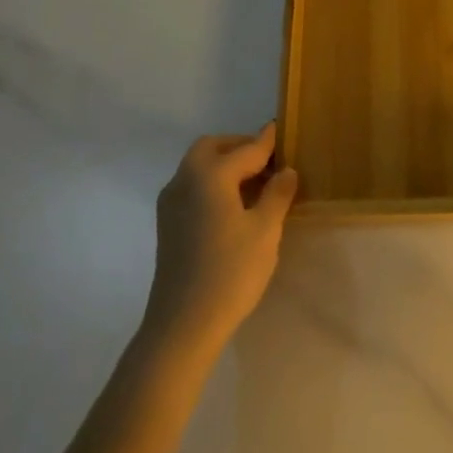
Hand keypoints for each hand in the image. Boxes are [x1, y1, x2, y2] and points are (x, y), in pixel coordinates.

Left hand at [142, 123, 297, 357]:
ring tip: (255, 184)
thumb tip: (285, 171)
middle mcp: (185, 180)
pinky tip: (233, 206)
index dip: (266, 141)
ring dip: (224, 165)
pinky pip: (192, 187)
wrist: (182, 324)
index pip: (245, 150)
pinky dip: (212, 183)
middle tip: (267, 161)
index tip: (280, 128)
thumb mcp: (265, 231)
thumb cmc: (230, 272)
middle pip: (212, 148)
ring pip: (198, 167)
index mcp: (210, 175)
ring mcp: (171, 203)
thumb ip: (276, 194)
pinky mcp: (167, 224)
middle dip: (239, 148)